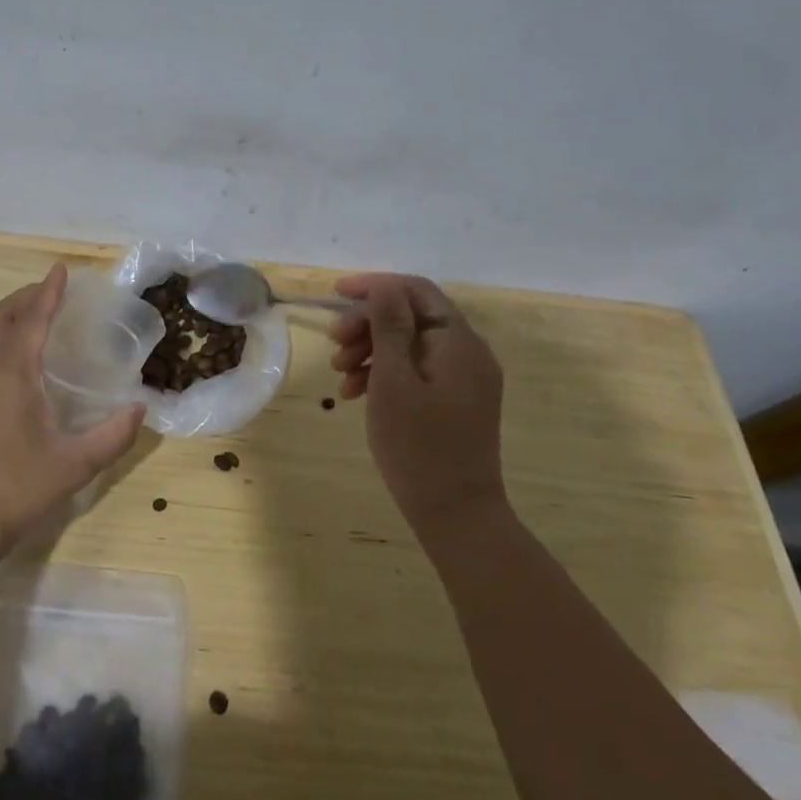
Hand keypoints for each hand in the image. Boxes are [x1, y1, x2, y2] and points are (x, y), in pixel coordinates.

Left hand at [0, 264, 146, 553]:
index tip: (60, 270)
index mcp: (11, 375)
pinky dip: (3, 336)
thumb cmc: (18, 487)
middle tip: (53, 291)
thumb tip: (141, 409)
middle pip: (0, 316)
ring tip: (40, 314)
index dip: (48, 293)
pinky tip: (23, 356)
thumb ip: (113, 435)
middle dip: (25, 297)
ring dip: (11, 314)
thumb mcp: (76, 464)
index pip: (31, 320)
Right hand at [327, 273, 505, 528]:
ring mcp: (463, 378)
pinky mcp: (454, 401)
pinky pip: (416, 371)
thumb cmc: (418, 445)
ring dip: (370, 349)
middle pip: (411, 316)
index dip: (374, 286)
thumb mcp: (394, 380)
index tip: (334, 294)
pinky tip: (355, 393)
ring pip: (409, 344)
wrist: (456, 514)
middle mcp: (467, 352)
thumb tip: (383, 285)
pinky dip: (384, 373)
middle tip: (333, 343)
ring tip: (339, 374)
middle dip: (367, 323)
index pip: (416, 291)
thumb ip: (389, 327)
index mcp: (458, 342)